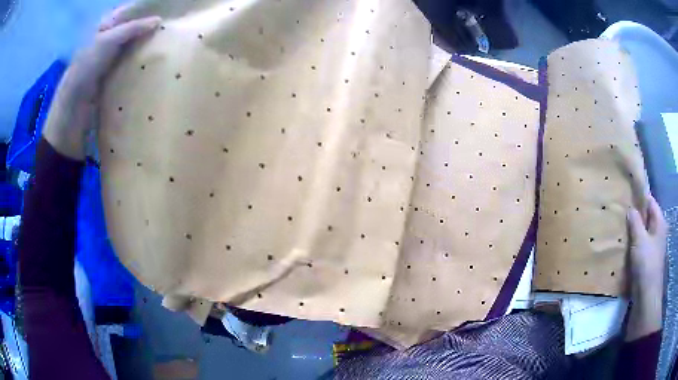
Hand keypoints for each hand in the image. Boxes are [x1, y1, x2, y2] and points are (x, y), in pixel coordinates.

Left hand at [43, 6, 160, 159]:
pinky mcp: (113, 72)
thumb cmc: (88, 66)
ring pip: (131, 43)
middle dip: (147, 25)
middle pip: (131, 26)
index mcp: (105, 25)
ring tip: (164, 41)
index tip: (164, 10)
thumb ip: (133, 28)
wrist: (75, 104)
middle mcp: (108, 37)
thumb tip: (158, 21)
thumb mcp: (109, 40)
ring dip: (144, 43)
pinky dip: (138, 59)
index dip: (144, 9)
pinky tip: (151, 59)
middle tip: (167, 26)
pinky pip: (129, 60)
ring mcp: (110, 56)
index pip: (129, 11)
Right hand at [626, 195, 667, 340]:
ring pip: (643, 233)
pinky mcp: (647, 260)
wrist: (646, 296)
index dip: (640, 197)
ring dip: (633, 231)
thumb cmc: (646, 264)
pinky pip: (640, 246)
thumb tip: (630, 208)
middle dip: (635, 215)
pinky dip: (633, 244)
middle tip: (621, 212)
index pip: (650, 202)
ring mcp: (653, 247)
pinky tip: (624, 246)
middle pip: (647, 217)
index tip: (627, 195)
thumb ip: (635, 222)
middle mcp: (658, 232)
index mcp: (659, 222)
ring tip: (621, 228)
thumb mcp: (640, 240)